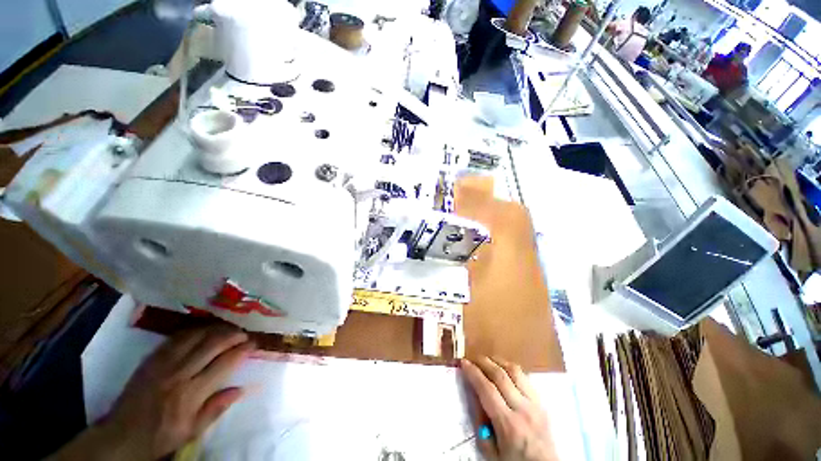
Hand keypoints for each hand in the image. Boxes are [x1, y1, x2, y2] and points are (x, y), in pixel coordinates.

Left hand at [51, 325, 254, 459]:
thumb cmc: (161, 437)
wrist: (122, 435)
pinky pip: (176, 338)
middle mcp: (179, 374)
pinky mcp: (151, 359)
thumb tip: (242, 388)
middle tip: (244, 333)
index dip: (242, 350)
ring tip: (228, 328)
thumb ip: (216, 409)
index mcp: (191, 394)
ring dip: (215, 329)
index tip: (253, 344)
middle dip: (233, 335)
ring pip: (195, 336)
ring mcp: (163, 364)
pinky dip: (194, 330)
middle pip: (212, 344)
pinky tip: (203, 330)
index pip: (224, 363)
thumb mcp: (191, 432)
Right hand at [461, 357, 556, 460]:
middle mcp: (523, 409)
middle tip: (472, 358)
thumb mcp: (490, 451)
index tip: (463, 363)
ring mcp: (535, 404)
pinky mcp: (542, 402)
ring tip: (487, 360)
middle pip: (500, 375)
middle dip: (483, 362)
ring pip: (515, 371)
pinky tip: (503, 369)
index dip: (473, 373)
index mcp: (508, 425)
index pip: (487, 389)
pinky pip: (525, 377)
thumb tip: (471, 392)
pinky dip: (511, 369)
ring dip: (498, 361)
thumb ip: (480, 421)